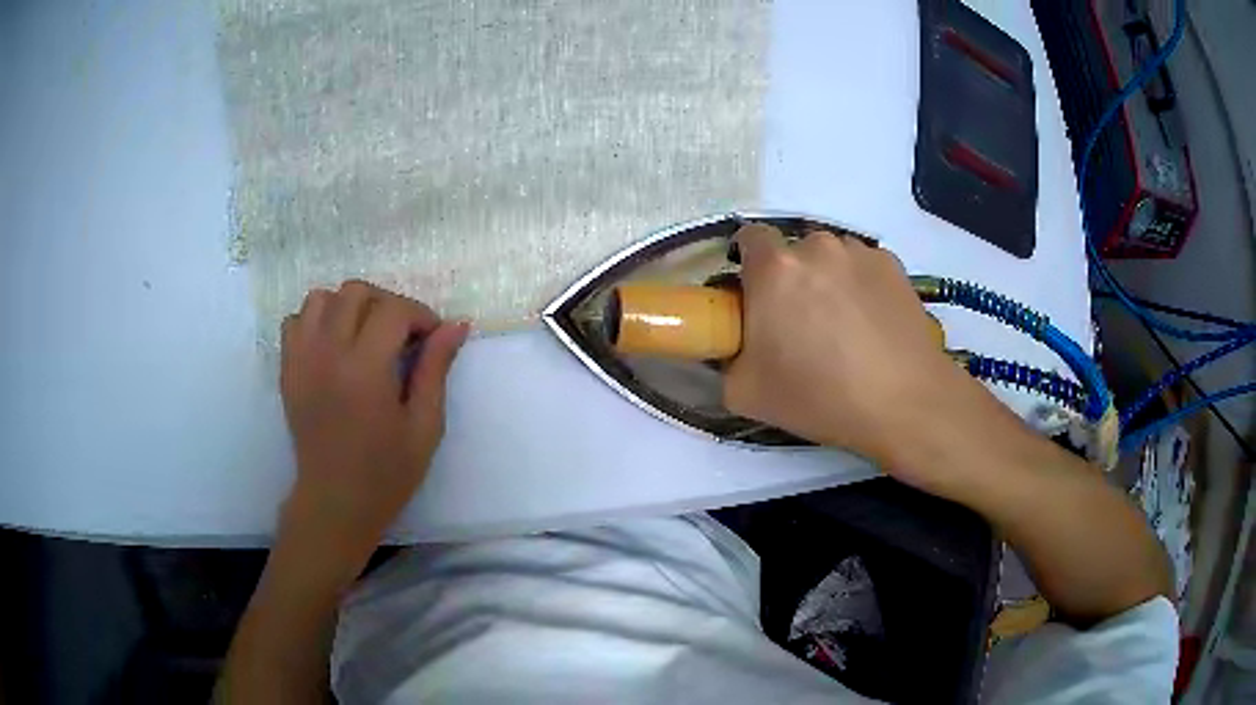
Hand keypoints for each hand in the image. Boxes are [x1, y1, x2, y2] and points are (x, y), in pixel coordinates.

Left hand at [278, 280, 468, 567]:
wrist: (335, 502)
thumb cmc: (386, 473)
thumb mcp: (424, 427)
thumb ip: (436, 370)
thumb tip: (457, 325)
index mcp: (365, 369)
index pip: (394, 309)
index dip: (421, 315)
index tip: (432, 338)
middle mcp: (328, 353)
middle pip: (356, 291)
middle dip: (387, 304)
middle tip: (402, 335)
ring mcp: (301, 358)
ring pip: (321, 298)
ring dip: (348, 306)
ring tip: (365, 335)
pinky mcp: (287, 369)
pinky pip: (295, 320)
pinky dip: (316, 321)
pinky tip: (333, 346)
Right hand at [724, 225, 1003, 482]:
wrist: (904, 402)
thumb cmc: (820, 397)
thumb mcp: (744, 393)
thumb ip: (726, 358)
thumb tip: (735, 345)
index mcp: (774, 269)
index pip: (749, 238)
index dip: (748, 264)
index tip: (755, 297)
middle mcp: (816, 246)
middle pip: (793, 252)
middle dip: (791, 279)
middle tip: (801, 324)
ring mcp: (860, 252)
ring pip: (831, 258)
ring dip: (828, 280)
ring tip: (845, 327)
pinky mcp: (893, 265)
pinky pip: (864, 268)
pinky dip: (861, 287)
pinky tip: (873, 326)